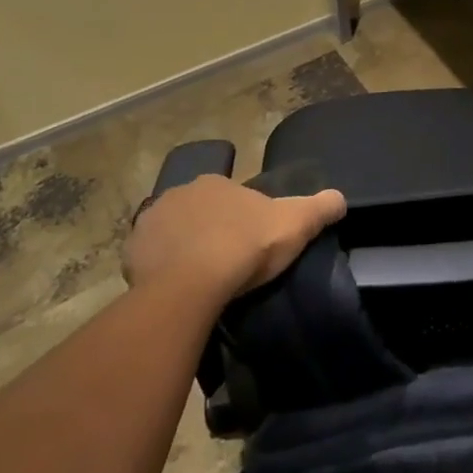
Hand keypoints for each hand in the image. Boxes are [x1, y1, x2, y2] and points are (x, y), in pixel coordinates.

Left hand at [125, 175, 346, 303]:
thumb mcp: (295, 223)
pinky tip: (173, 289)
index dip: (240, 218)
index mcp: (215, 183)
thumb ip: (320, 207)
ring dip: (181, 248)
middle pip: (198, 212)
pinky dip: (158, 269)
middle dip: (208, 229)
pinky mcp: (131, 254)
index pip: (229, 196)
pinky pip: (148, 258)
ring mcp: (150, 222)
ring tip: (199, 279)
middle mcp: (179, 193)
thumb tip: (341, 199)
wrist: (192, 286)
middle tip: (224, 261)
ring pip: (171, 233)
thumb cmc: (245, 247)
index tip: (249, 243)